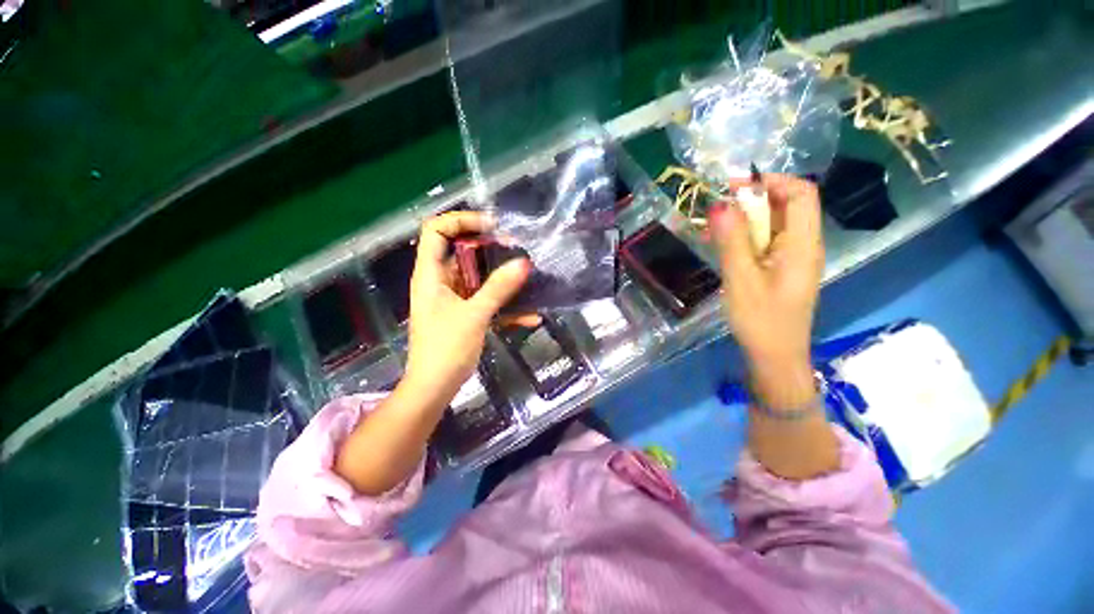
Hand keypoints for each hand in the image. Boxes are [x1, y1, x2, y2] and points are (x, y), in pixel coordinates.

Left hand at [403, 212, 532, 403]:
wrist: (435, 389)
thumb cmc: (446, 349)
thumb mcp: (474, 315)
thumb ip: (499, 288)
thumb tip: (524, 263)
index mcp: (431, 275)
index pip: (436, 231)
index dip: (460, 221)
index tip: (491, 227)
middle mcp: (441, 282)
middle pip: (463, 252)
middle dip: (491, 250)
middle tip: (518, 251)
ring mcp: (454, 299)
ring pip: (479, 278)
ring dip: (503, 278)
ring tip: (528, 278)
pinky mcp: (466, 314)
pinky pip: (487, 301)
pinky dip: (505, 306)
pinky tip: (530, 316)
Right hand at [710, 174, 823, 408]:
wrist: (774, 357)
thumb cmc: (761, 320)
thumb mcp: (741, 279)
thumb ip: (732, 241)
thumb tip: (719, 204)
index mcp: (803, 244)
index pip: (801, 193)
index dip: (771, 181)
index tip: (734, 188)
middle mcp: (803, 245)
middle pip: (785, 206)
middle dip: (750, 202)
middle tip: (715, 211)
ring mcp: (792, 258)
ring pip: (772, 225)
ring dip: (743, 221)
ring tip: (712, 229)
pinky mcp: (780, 269)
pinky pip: (765, 242)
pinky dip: (744, 238)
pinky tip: (722, 246)